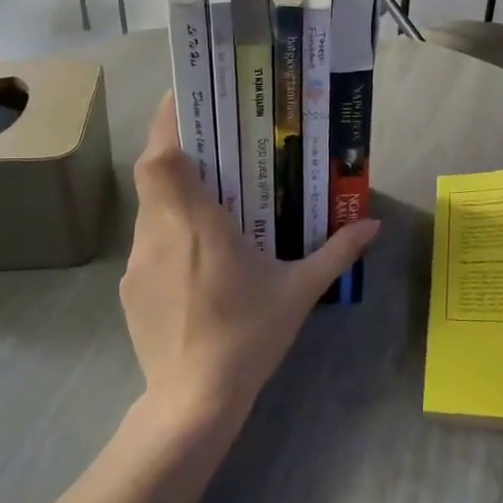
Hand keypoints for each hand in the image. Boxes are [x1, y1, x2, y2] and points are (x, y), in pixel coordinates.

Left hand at [121, 95, 378, 426]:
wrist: (193, 402)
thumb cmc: (247, 335)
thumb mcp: (299, 291)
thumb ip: (336, 252)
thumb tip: (372, 225)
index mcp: (195, 223)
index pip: (162, 156)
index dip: (167, 122)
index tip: (187, 99)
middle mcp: (158, 233)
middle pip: (154, 175)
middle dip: (179, 153)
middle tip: (215, 146)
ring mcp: (137, 263)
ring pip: (150, 209)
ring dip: (176, 195)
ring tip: (213, 202)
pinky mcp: (130, 290)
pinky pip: (148, 243)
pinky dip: (170, 233)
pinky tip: (199, 259)